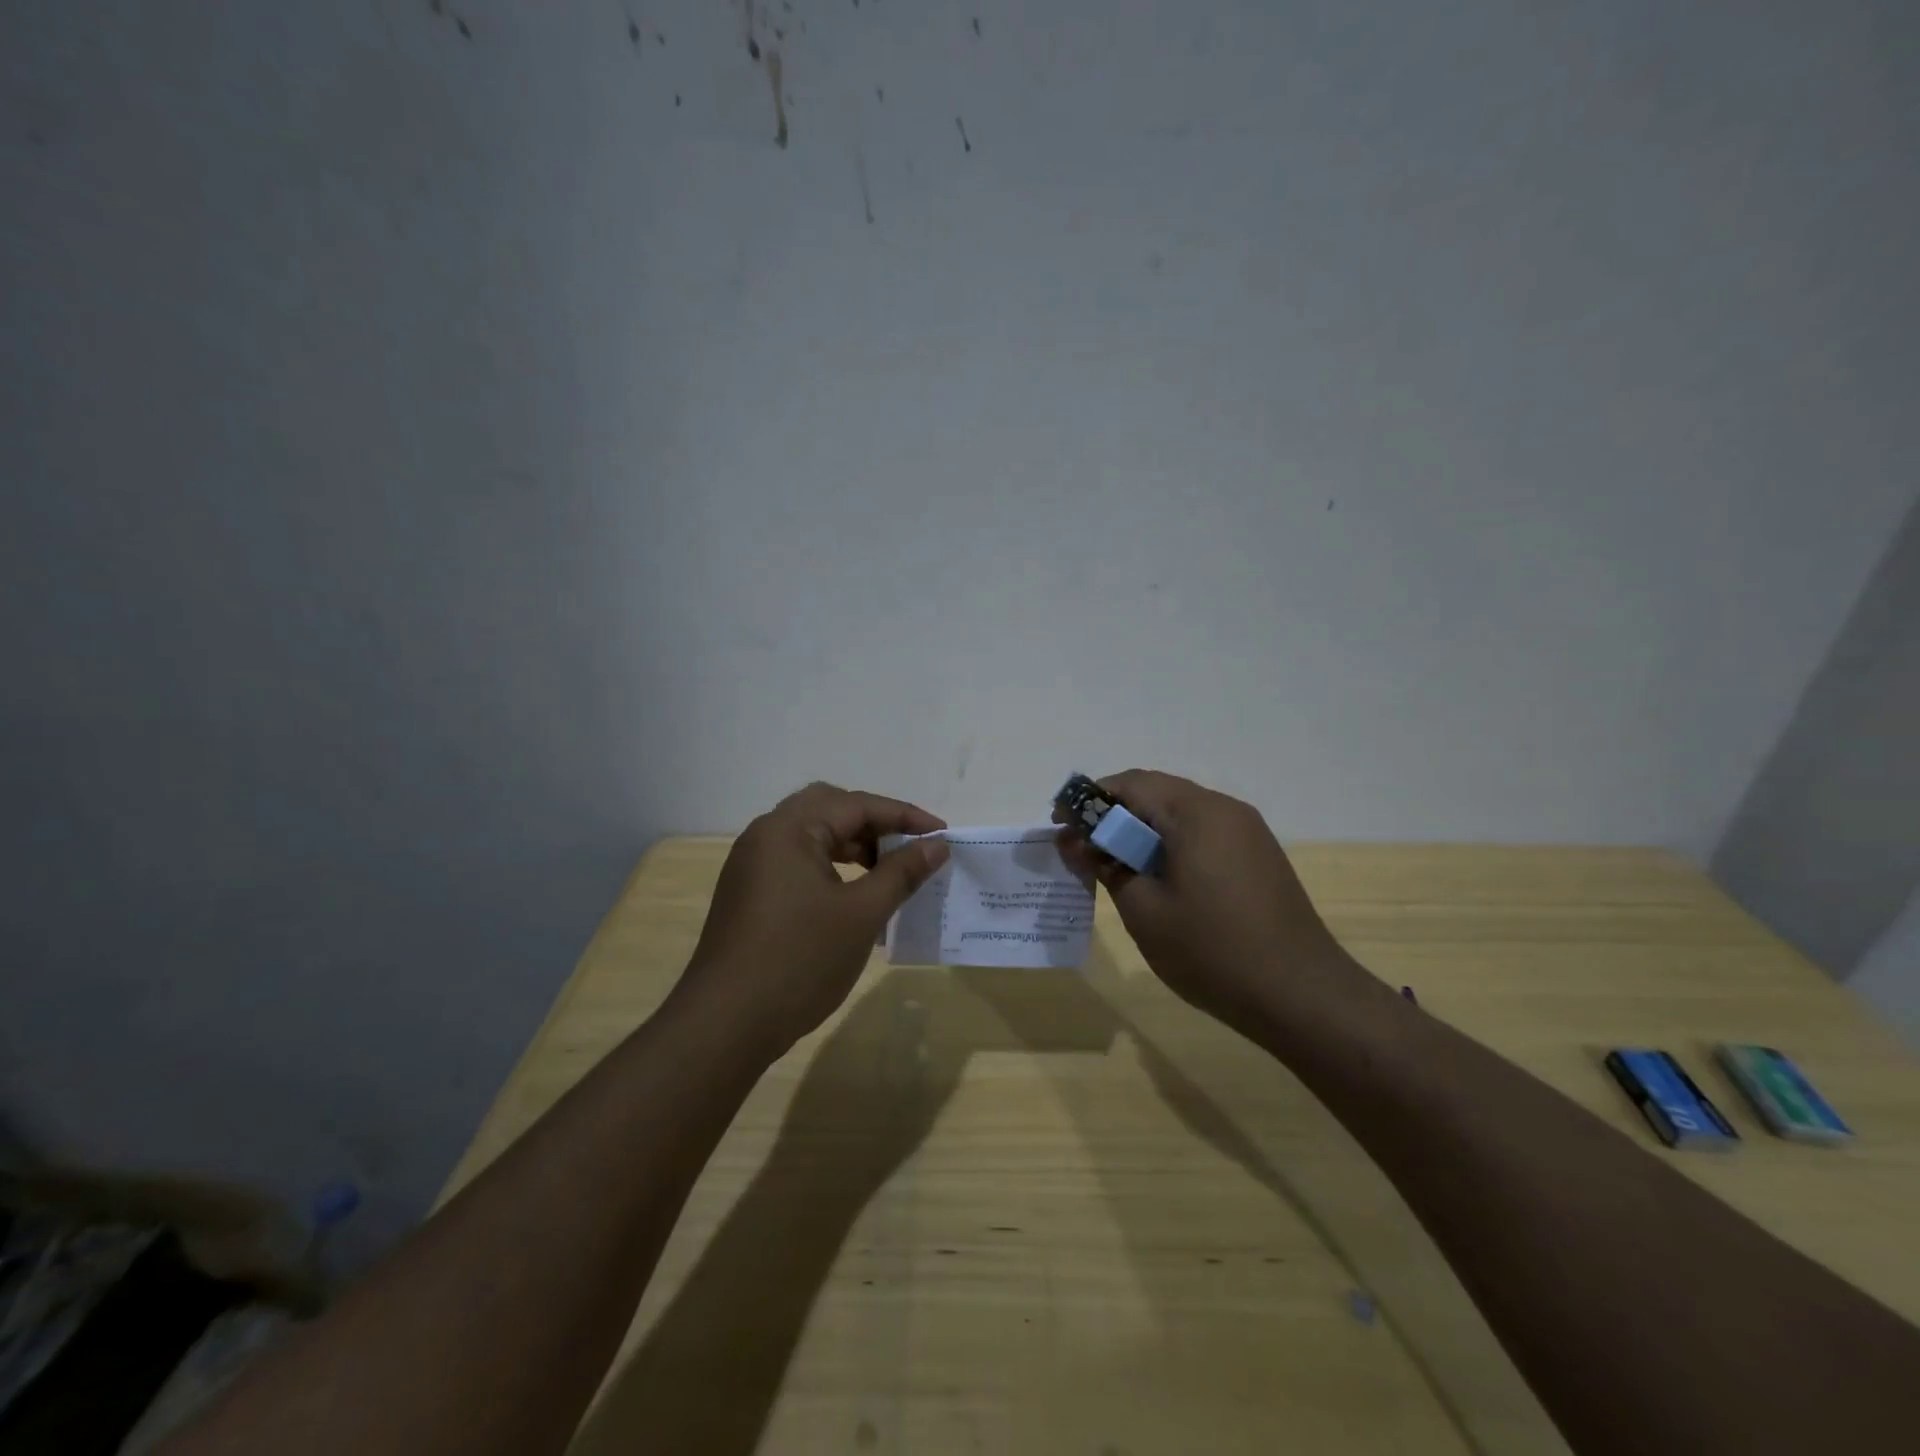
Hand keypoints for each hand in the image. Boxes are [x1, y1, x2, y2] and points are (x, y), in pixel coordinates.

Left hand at [674, 783, 950, 1062]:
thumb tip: (937, 845)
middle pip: (829, 809)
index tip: (941, 834)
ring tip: (887, 872)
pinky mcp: (748, 893)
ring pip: (812, 836)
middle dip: (874, 824)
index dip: (904, 816)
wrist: (726, 1024)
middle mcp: (765, 835)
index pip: (856, 805)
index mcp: (788, 829)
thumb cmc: (799, 960)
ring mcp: (752, 865)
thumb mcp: (861, 914)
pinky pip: (797, 862)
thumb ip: (902, 872)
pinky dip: (830, 867)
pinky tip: (853, 896)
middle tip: (909, 847)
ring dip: (852, 846)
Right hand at [1056, 770, 1354, 1040]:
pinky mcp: (1258, 855)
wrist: (1301, 995)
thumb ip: (1104, 865)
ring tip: (1112, 863)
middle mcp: (1223, 808)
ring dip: (1139, 829)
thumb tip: (1074, 840)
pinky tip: (1155, 876)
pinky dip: (1169, 842)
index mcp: (1194, 812)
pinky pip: (1202, 832)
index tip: (1058, 824)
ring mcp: (1247, 831)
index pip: (1128, 784)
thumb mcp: (1143, 909)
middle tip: (1080, 845)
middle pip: (1154, 792)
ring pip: (1179, 812)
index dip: (1087, 800)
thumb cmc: (1211, 950)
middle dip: (1112, 813)